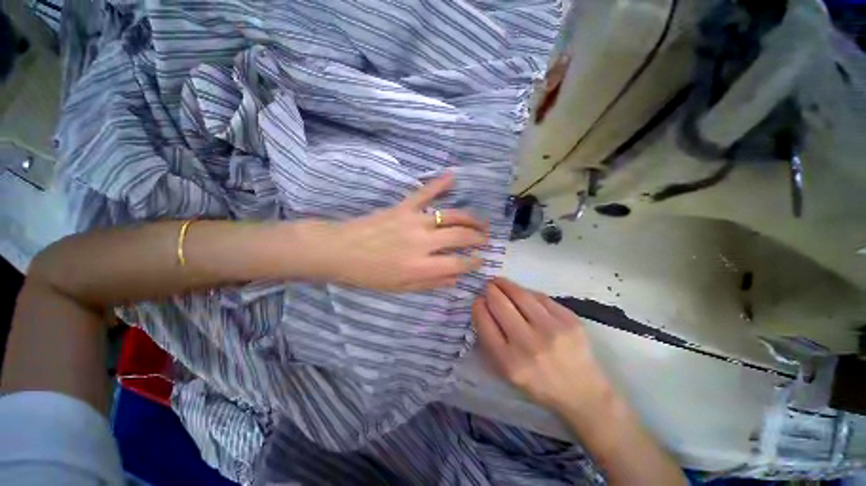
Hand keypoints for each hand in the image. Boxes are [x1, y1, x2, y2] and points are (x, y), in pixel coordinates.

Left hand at [327, 173, 488, 291]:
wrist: (339, 251)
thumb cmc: (369, 274)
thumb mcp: (401, 288)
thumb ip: (431, 283)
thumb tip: (456, 279)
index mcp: (422, 266)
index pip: (459, 263)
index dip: (474, 262)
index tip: (481, 260)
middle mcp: (423, 242)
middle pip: (461, 236)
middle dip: (478, 238)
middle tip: (486, 239)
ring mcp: (414, 221)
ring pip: (450, 215)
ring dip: (470, 218)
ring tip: (481, 221)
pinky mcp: (403, 207)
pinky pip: (424, 192)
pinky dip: (439, 183)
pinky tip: (453, 176)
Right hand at [472, 278, 614, 417]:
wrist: (582, 392)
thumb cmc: (537, 383)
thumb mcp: (506, 372)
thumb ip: (490, 341)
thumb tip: (482, 307)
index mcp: (509, 362)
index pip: (485, 323)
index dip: (478, 306)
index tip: (478, 300)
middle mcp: (529, 344)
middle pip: (500, 304)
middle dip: (490, 290)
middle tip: (488, 286)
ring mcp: (551, 330)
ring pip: (521, 295)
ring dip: (506, 284)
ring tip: (500, 282)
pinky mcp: (569, 320)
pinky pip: (541, 297)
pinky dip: (527, 292)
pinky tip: (523, 293)